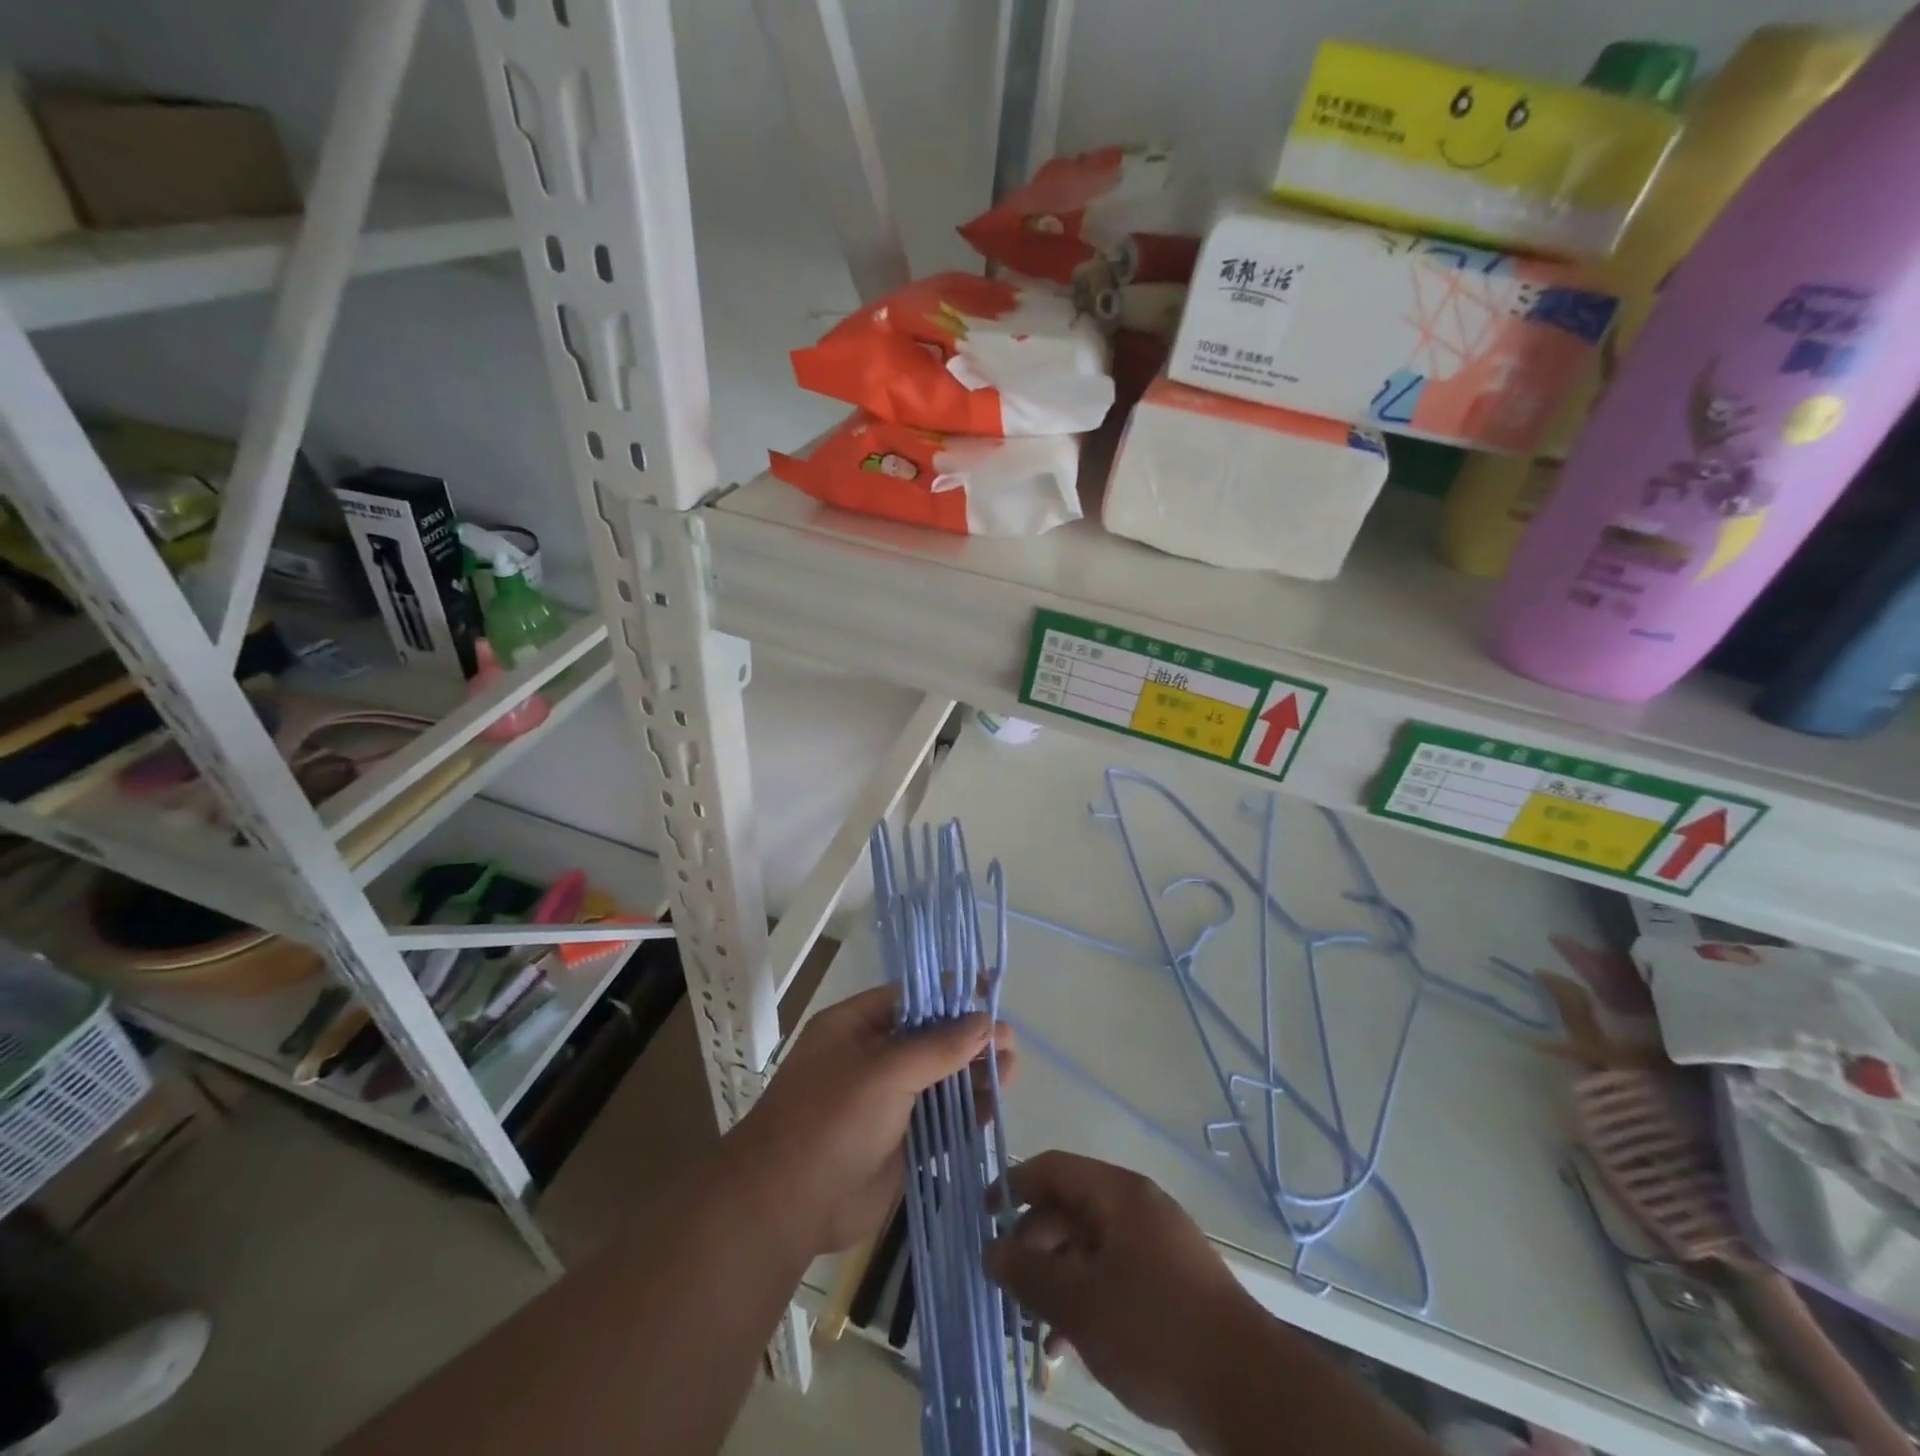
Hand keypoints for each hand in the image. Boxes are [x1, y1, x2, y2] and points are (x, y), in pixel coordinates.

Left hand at [727, 986, 1015, 1259]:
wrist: (787, 1207)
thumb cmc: (831, 1119)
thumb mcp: (885, 1071)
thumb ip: (939, 1046)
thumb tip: (986, 1020)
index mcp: (855, 1026)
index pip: (912, 997)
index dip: (952, 993)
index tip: (992, 990)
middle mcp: (872, 1058)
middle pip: (931, 1039)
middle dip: (969, 1037)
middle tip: (1009, 1041)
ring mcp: (886, 1102)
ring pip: (940, 1079)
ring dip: (973, 1074)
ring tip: (1010, 1069)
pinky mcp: (901, 1143)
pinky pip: (941, 1120)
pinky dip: (967, 1112)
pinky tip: (994, 1104)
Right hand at [985, 1151, 1261, 1439]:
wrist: (1249, 1390)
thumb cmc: (1155, 1330)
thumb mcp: (1081, 1303)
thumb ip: (1030, 1272)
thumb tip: (991, 1249)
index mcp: (1117, 1193)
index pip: (1053, 1168)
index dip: (1013, 1185)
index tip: (982, 1216)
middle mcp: (1137, 1207)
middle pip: (1070, 1208)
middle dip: (1033, 1245)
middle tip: (1008, 1287)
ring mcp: (1157, 1244)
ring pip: (1090, 1247)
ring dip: (1058, 1280)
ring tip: (1035, 1331)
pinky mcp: (1170, 1282)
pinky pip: (1114, 1274)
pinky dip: (1087, 1298)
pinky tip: (1070, 1346)